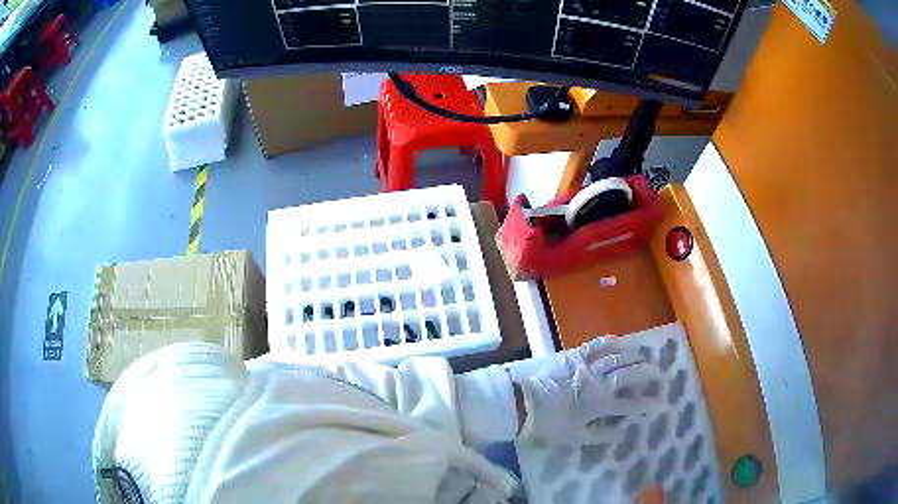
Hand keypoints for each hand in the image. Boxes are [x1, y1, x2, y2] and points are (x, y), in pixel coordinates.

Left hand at [517, 337, 659, 444]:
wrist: (525, 403)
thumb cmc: (550, 423)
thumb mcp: (575, 437)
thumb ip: (601, 435)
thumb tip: (622, 432)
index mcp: (601, 404)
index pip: (630, 405)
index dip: (646, 404)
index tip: (659, 402)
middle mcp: (600, 382)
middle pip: (629, 375)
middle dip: (646, 373)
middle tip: (657, 373)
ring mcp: (588, 366)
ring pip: (617, 357)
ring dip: (632, 356)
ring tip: (643, 355)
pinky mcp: (575, 356)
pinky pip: (596, 345)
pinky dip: (609, 342)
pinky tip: (618, 339)